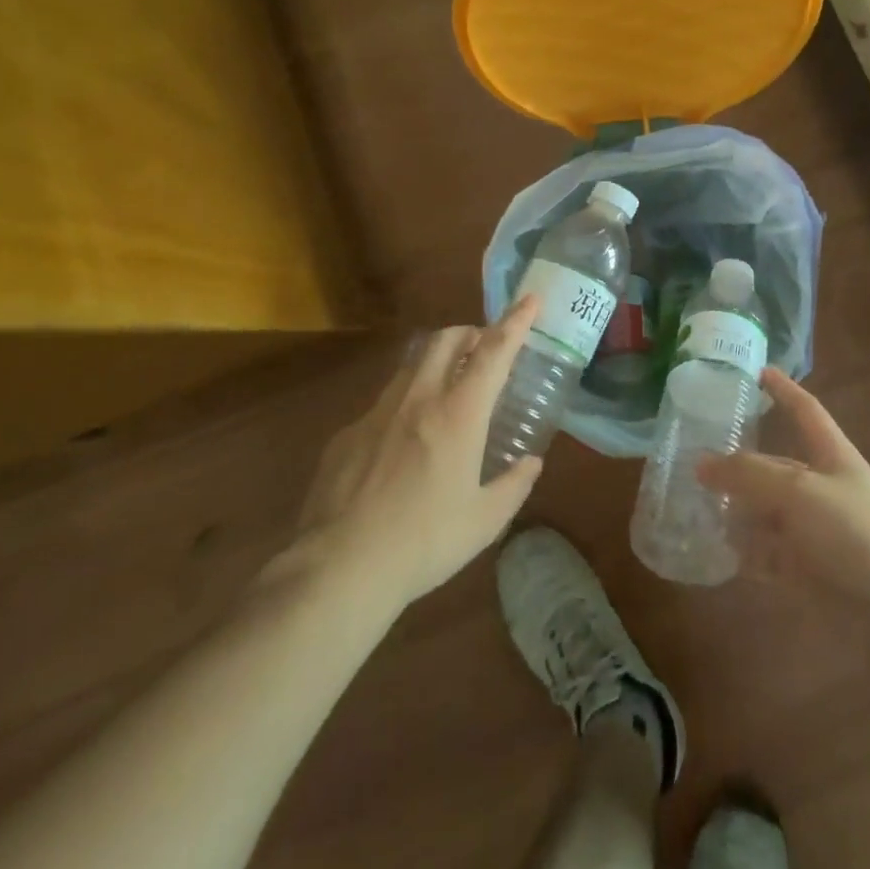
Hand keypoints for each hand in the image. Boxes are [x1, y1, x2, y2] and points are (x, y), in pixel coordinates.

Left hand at [286, 298, 543, 606]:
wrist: (339, 569)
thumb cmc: (424, 543)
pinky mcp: (346, 435)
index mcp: (458, 415)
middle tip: (485, 346)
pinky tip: (403, 442)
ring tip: (448, 386)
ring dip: (436, 361)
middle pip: (445, 340)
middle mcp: (417, 400)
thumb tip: (530, 463)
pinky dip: (405, 403)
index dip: (515, 322)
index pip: (493, 352)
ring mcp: (376, 413)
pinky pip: (383, 403)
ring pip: (411, 365)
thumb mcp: (484, 521)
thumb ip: (513, 485)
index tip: (530, 299)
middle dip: (470, 331)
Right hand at [696, 368, 869, 609]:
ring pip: (765, 511)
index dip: (783, 389)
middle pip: (774, 466)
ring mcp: (814, 528)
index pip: (804, 410)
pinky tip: (716, 551)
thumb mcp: (799, 492)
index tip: (757, 370)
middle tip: (694, 456)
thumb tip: (700, 462)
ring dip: (735, 511)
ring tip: (694, 506)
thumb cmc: (855, 530)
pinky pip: (767, 552)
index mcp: (830, 455)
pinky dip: (745, 552)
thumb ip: (748, 475)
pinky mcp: (808, 566)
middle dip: (739, 464)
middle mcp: (820, 487)